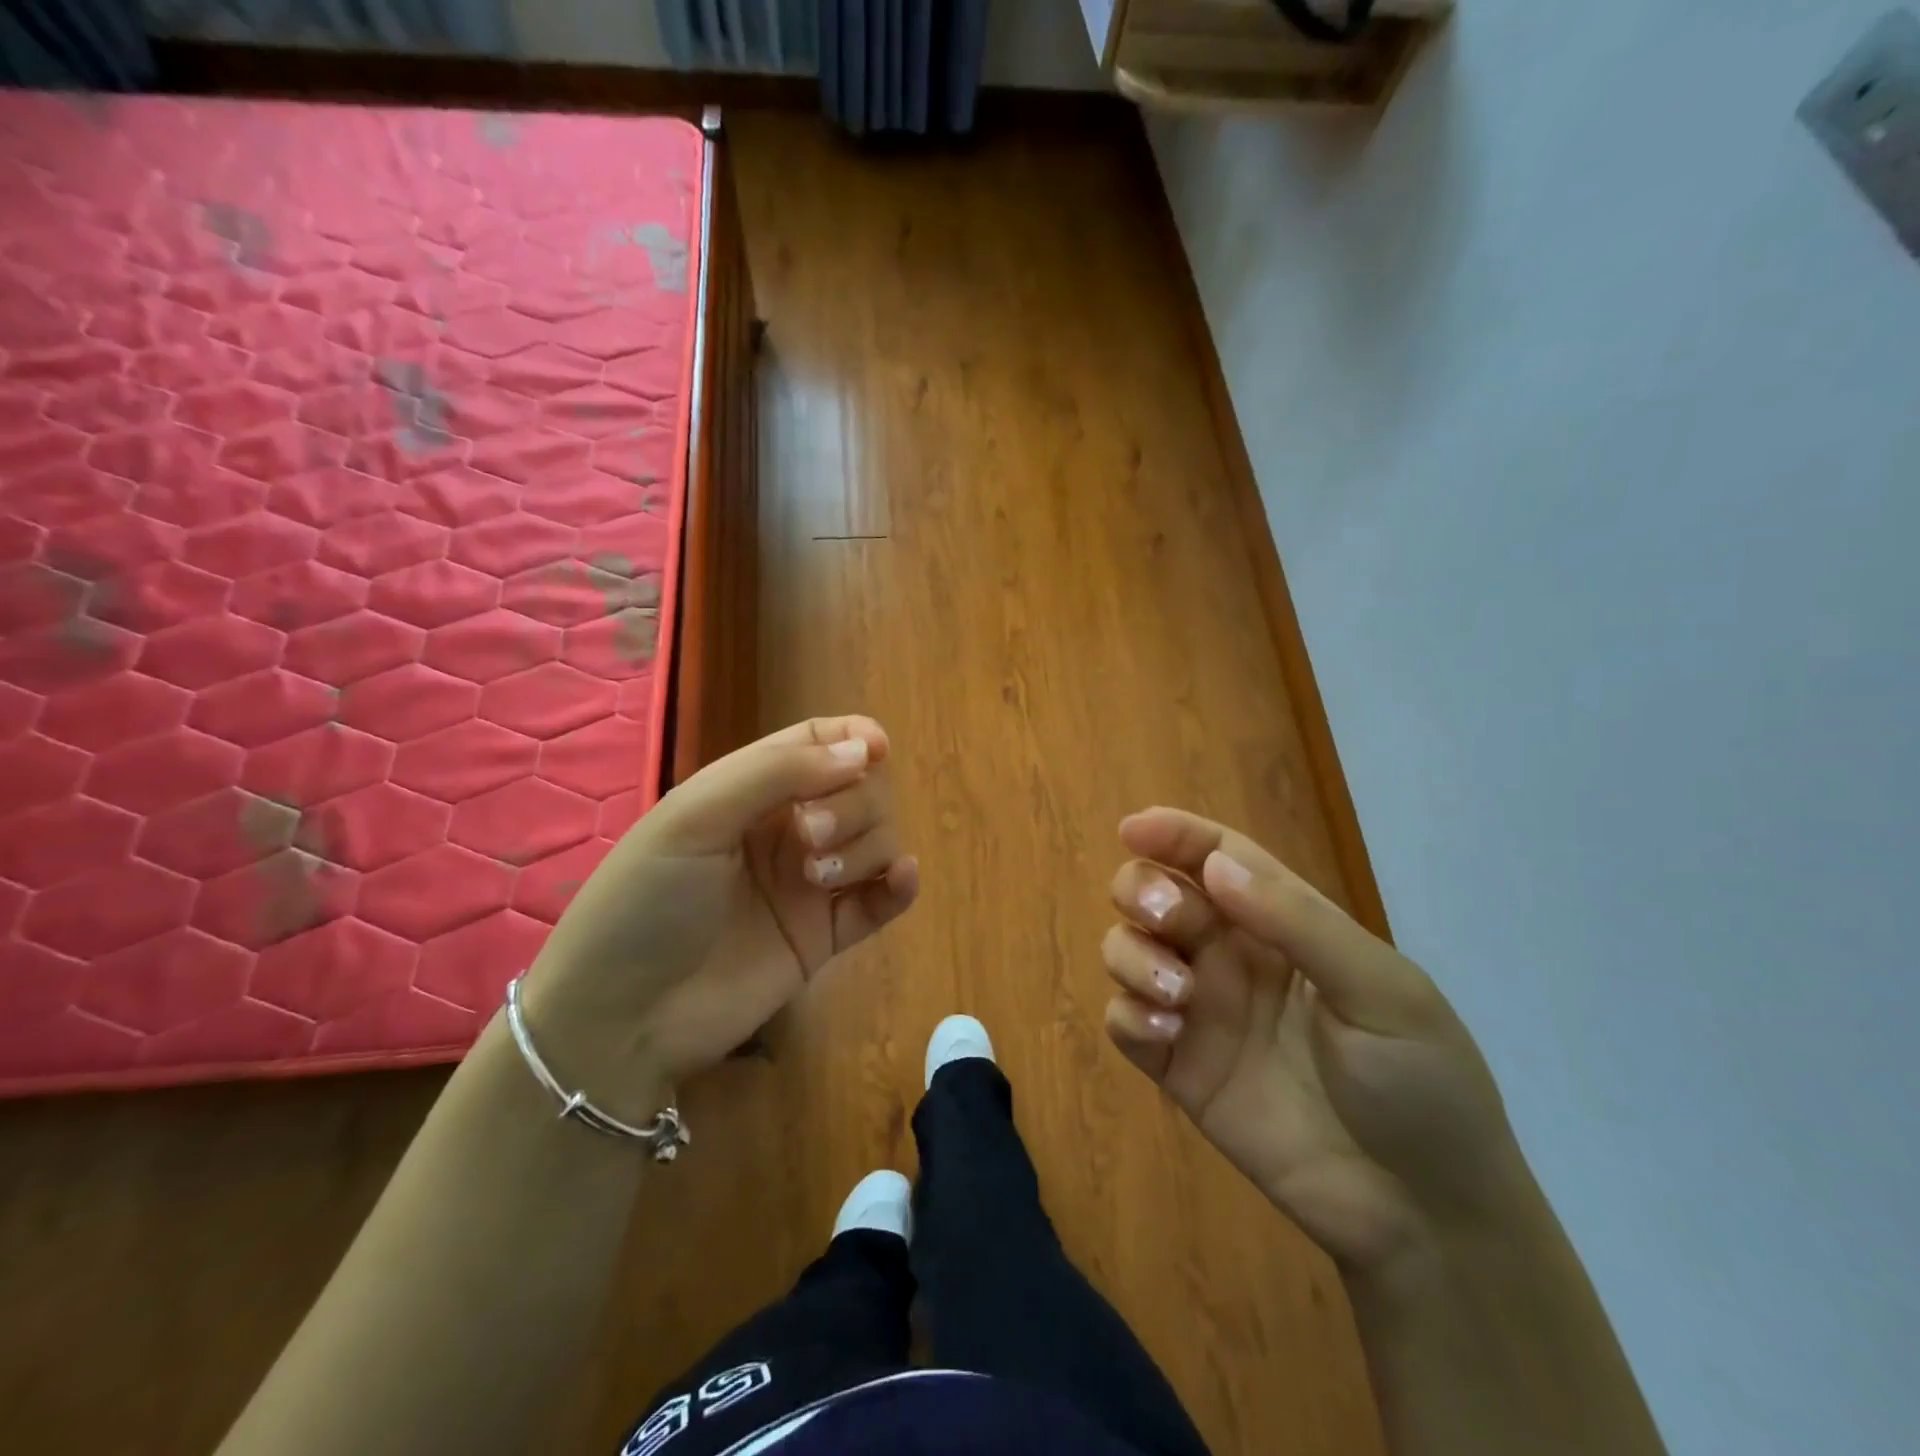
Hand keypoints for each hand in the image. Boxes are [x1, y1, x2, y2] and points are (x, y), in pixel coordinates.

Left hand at [522, 716, 918, 1114]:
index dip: (855, 739)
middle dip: (852, 802)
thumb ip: (778, 773)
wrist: (622, 1018)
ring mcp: (810, 885)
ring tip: (818, 880)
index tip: (875, 750)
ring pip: (878, 839)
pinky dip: (901, 885)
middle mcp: (788, 830)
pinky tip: (899, 879)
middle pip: (860, 789)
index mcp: (751, 791)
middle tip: (809, 836)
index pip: (819, 744)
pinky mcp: (826, 937)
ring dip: (865, 846)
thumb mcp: (696, 817)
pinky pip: (883, 901)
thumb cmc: (645, 901)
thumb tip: (867, 750)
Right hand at [1101, 808, 1529, 1273]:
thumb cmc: (1421, 1085)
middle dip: (1142, 890)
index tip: (1132, 829)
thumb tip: (1215, 865)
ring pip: (1127, 949)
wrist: (1423, 1215)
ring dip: (1132, 954)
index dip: (1174, 834)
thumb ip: (1298, 922)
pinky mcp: (1177, 1067)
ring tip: (1176, 995)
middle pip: (1156, 892)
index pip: (1217, 857)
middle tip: (1165, 918)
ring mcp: (1200, 1011)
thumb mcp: (1382, 991)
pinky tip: (1167, 1036)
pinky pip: (1123, 1021)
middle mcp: (1230, 956)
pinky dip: (1128, 1014)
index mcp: (1282, 925)